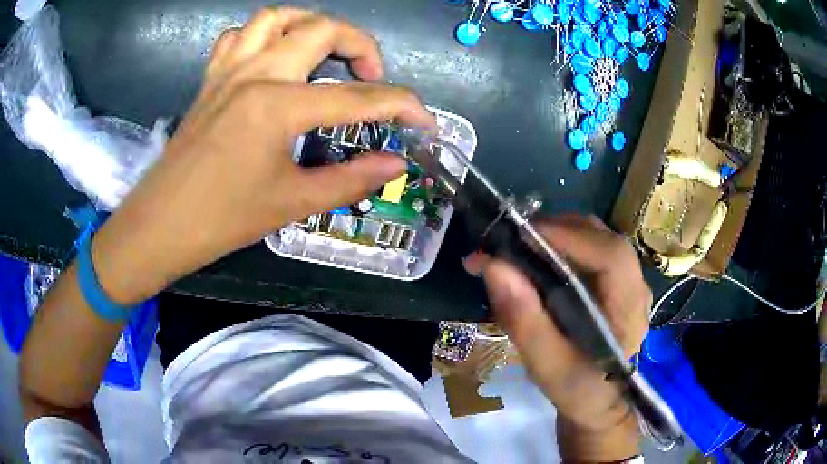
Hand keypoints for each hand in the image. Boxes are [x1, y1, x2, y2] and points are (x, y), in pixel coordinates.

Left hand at [91, 8, 435, 304]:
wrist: (161, 225)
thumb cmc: (223, 220)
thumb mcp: (293, 202)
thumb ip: (352, 178)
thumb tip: (396, 164)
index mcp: (279, 105)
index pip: (360, 96)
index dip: (403, 106)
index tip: (425, 120)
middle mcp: (257, 72)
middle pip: (324, 28)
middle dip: (362, 46)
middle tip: (372, 77)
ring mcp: (229, 70)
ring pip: (278, 17)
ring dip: (311, 25)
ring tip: (324, 51)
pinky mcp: (211, 78)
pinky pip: (239, 35)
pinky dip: (264, 35)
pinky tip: (272, 56)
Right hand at [465, 215, 649, 460]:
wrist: (597, 400)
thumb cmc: (576, 389)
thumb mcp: (546, 366)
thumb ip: (524, 321)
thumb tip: (494, 266)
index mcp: (629, 310)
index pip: (611, 256)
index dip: (568, 237)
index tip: (519, 235)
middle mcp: (636, 285)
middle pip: (601, 237)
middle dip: (553, 231)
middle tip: (507, 242)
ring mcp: (629, 279)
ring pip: (594, 236)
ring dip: (554, 234)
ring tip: (516, 249)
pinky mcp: (616, 279)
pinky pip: (589, 247)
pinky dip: (559, 243)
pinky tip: (535, 259)